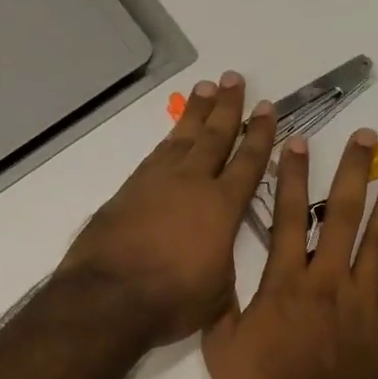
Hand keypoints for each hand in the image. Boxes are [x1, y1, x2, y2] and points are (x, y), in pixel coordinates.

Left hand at [56, 71, 275, 344]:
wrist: (110, 296)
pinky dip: (168, 140)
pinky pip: (155, 156)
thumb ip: (223, 265)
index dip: (260, 135)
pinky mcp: (127, 191)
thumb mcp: (216, 293)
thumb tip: (217, 256)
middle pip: (214, 137)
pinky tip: (171, 137)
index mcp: (222, 206)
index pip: (248, 162)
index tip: (267, 108)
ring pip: (181, 138)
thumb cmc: (173, 299)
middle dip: (228, 108)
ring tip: (205, 90)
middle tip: (234, 79)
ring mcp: (156, 183)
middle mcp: (191, 184)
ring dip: (195, 114)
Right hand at [201, 127, 377, 378]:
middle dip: (353, 172)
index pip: (286, 219)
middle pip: (342, 216)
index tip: (297, 141)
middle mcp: (327, 280)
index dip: (291, 178)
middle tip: (367, 137)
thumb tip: (214, 273)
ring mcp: (363, 300)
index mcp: (285, 285)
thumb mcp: (221, 351)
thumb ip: (220, 308)